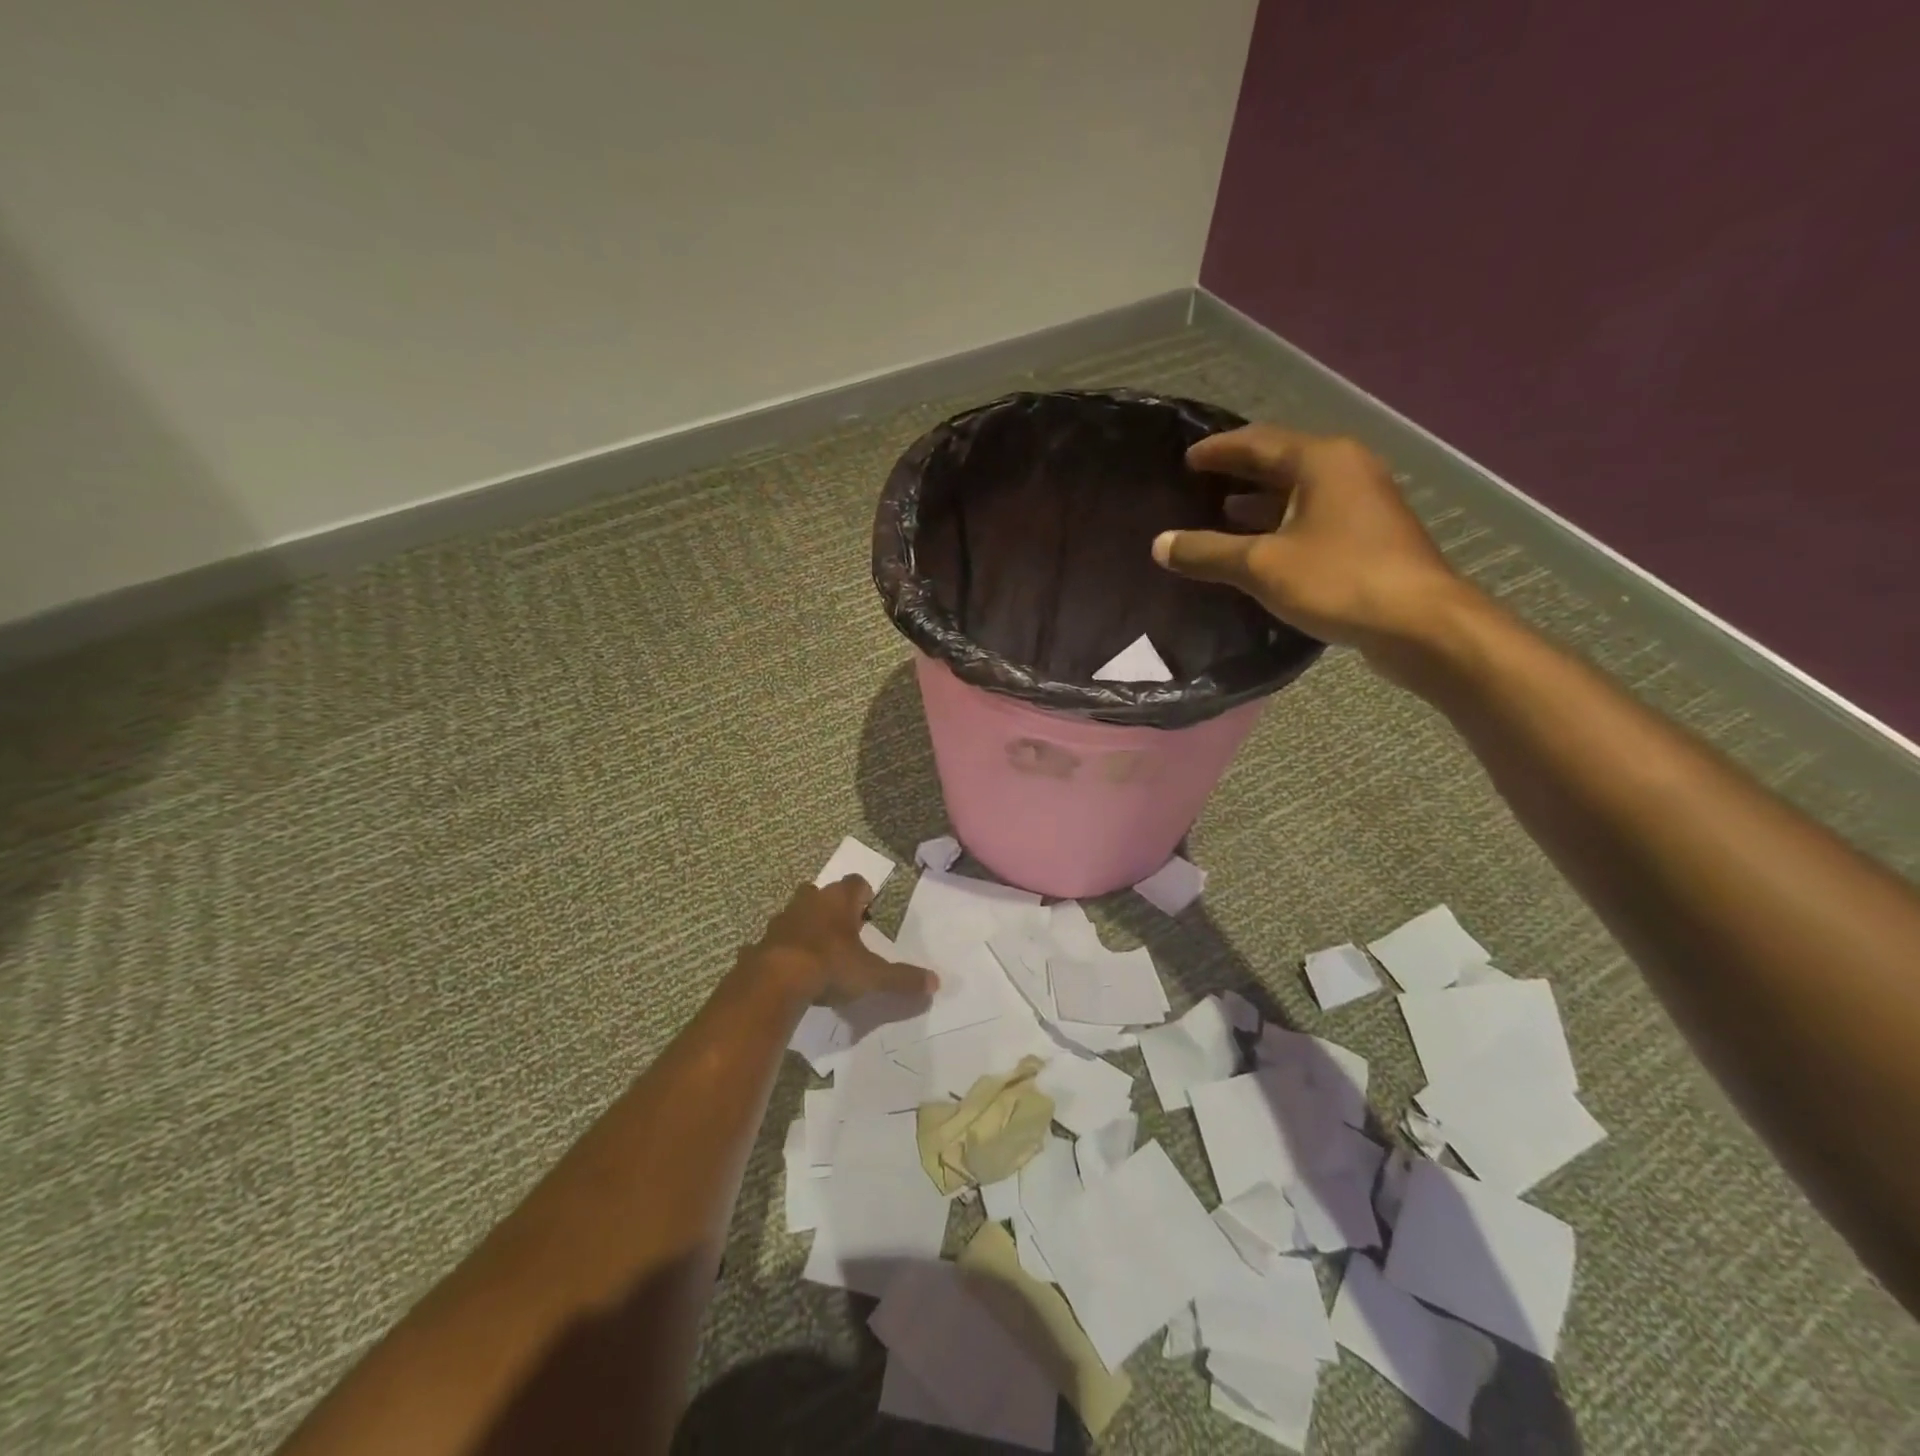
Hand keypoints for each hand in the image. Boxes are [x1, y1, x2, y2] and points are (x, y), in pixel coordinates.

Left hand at [747, 876, 937, 1005]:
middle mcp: (810, 901)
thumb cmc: (830, 966)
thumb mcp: (873, 976)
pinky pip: (775, 939)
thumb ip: (903, 978)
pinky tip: (789, 968)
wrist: (775, 981)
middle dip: (832, 907)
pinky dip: (783, 948)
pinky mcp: (762, 940)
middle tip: (843, 930)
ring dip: (806, 925)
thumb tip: (936, 983)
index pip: (856, 883)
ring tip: (817, 950)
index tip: (869, 910)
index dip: (864, 894)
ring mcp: (782, 919)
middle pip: (822, 893)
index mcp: (839, 901)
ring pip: (797, 912)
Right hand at [1153, 425, 1481, 674]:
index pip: (1258, 442)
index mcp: (1322, 461)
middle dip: (1239, 472)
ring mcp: (1363, 503)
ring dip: (1259, 501)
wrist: (1418, 623)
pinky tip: (1258, 547)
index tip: (1186, 458)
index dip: (1218, 449)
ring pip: (1299, 492)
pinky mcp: (1368, 536)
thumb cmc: (1338, 580)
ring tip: (1220, 513)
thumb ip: (1207, 552)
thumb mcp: (1261, 566)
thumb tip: (1159, 544)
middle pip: (1281, 462)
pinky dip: (1280, 524)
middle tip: (1198, 483)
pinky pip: (1312, 517)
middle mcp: (1346, 470)